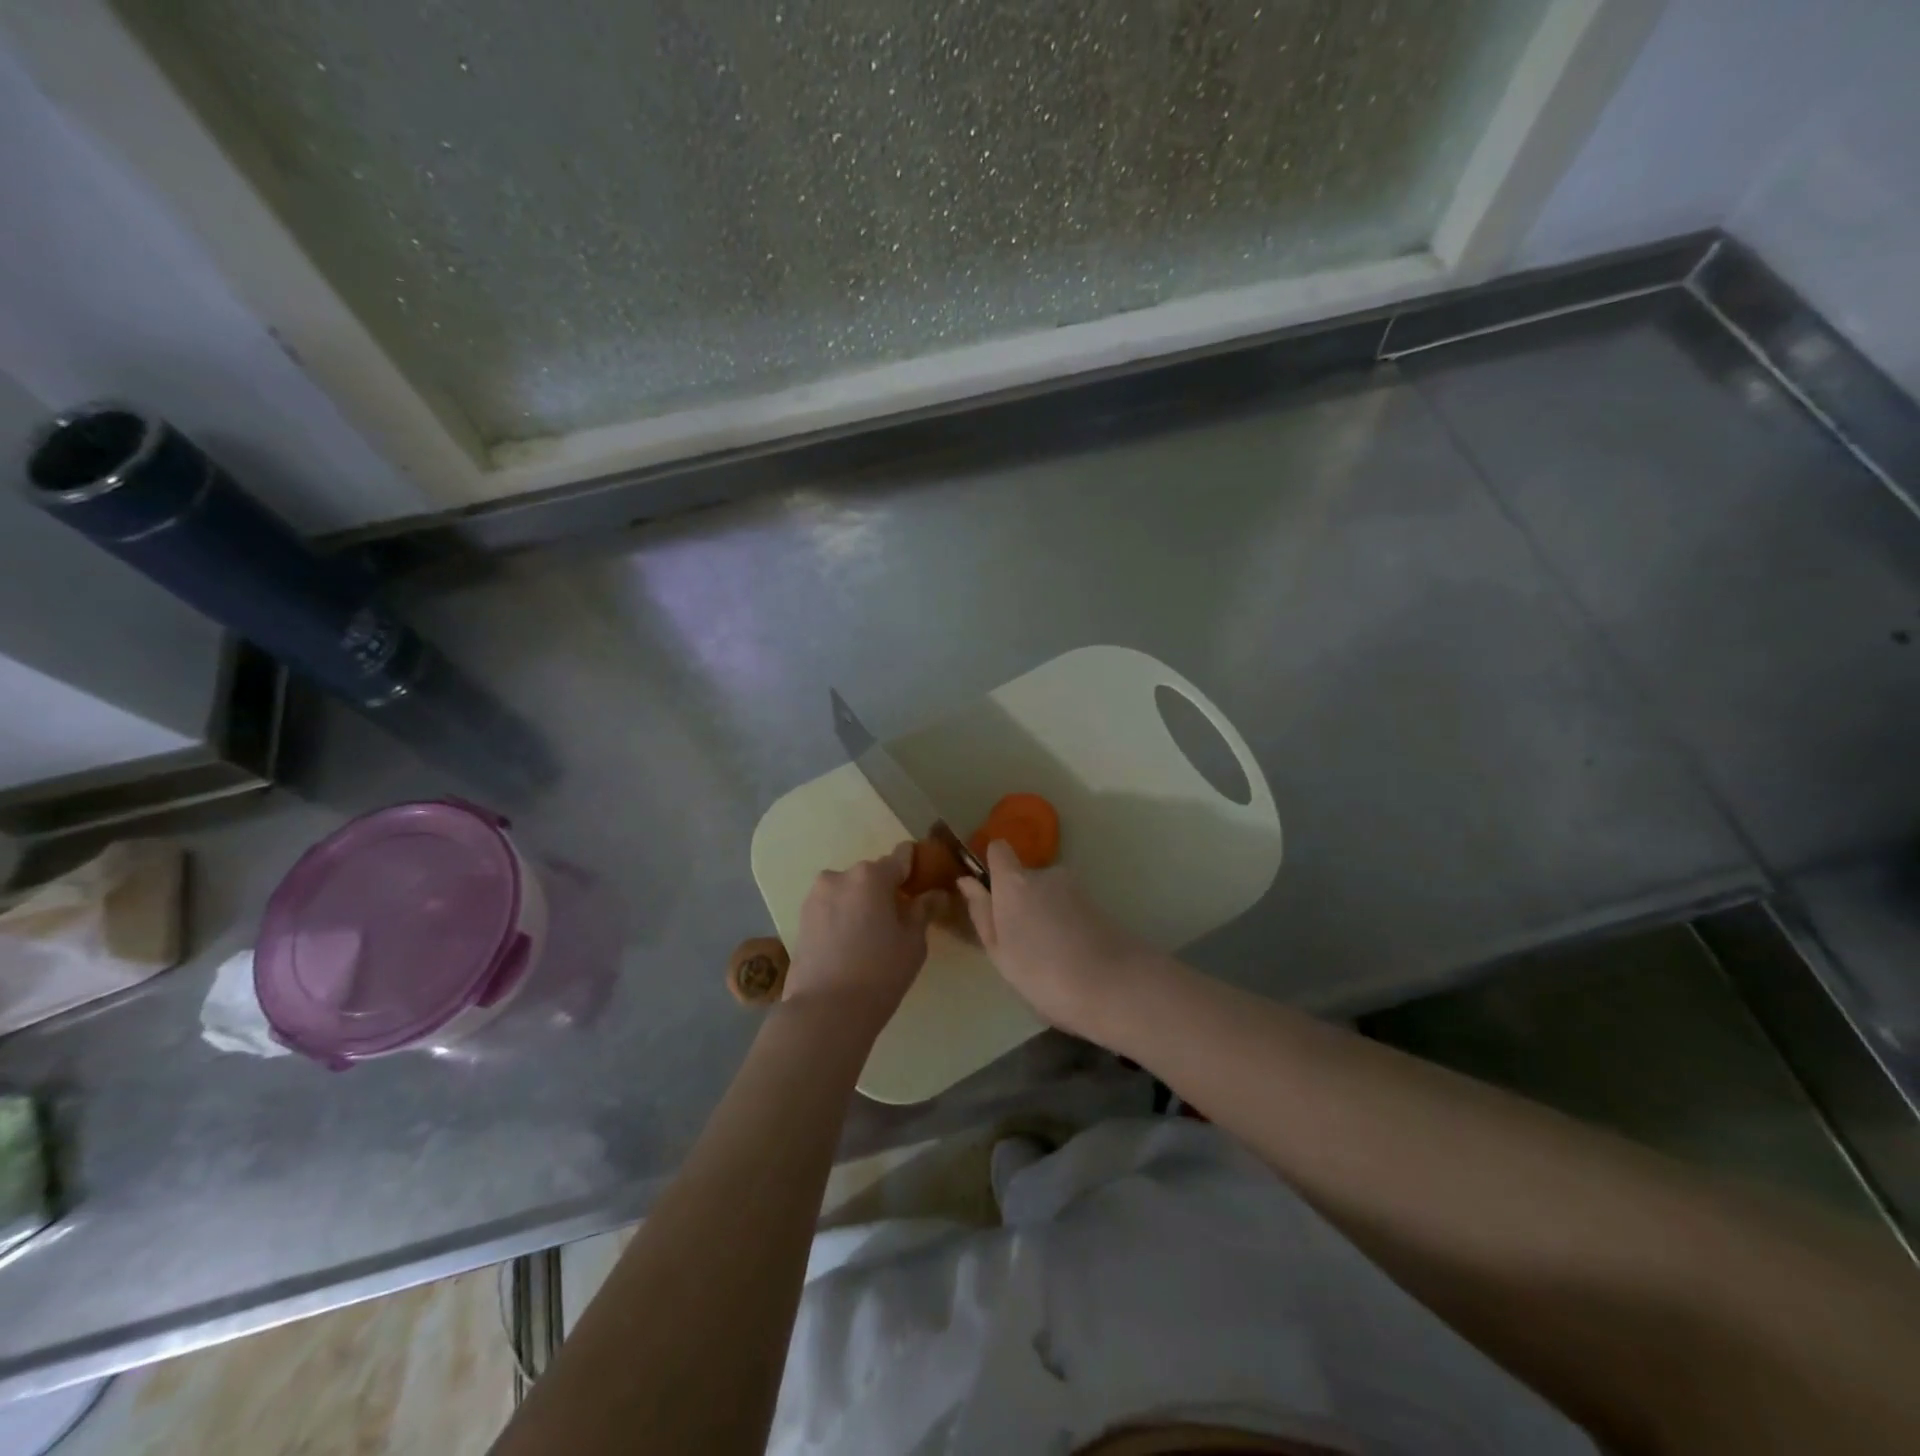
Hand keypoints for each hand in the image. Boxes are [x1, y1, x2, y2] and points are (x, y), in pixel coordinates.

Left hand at [786, 843, 937, 1033]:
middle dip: (885, 891)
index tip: (922, 883)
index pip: (901, 857)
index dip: (914, 867)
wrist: (825, 1010)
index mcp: (872, 875)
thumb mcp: (913, 942)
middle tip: (898, 921)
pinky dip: (842, 918)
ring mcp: (816, 896)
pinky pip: (831, 908)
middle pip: (872, 875)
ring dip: (861, 904)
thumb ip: (923, 911)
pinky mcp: (800, 918)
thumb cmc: (880, 972)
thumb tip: (935, 894)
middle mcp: (840, 876)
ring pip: (848, 892)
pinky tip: (849, 946)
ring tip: (870, 938)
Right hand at [958, 840, 1154, 1040]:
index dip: (992, 865)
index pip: (998, 850)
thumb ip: (982, 912)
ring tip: (1048, 958)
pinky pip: (1068, 909)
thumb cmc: (1042, 973)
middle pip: (1024, 878)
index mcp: (1014, 882)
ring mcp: (1074, 887)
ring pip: (1048, 896)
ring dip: (1044, 916)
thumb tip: (967, 881)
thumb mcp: (999, 951)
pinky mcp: (1097, 903)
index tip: (989, 892)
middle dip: (1020, 902)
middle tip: (1020, 944)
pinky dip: (1065, 926)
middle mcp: (1044, 873)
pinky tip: (1070, 959)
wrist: (1112, 985)